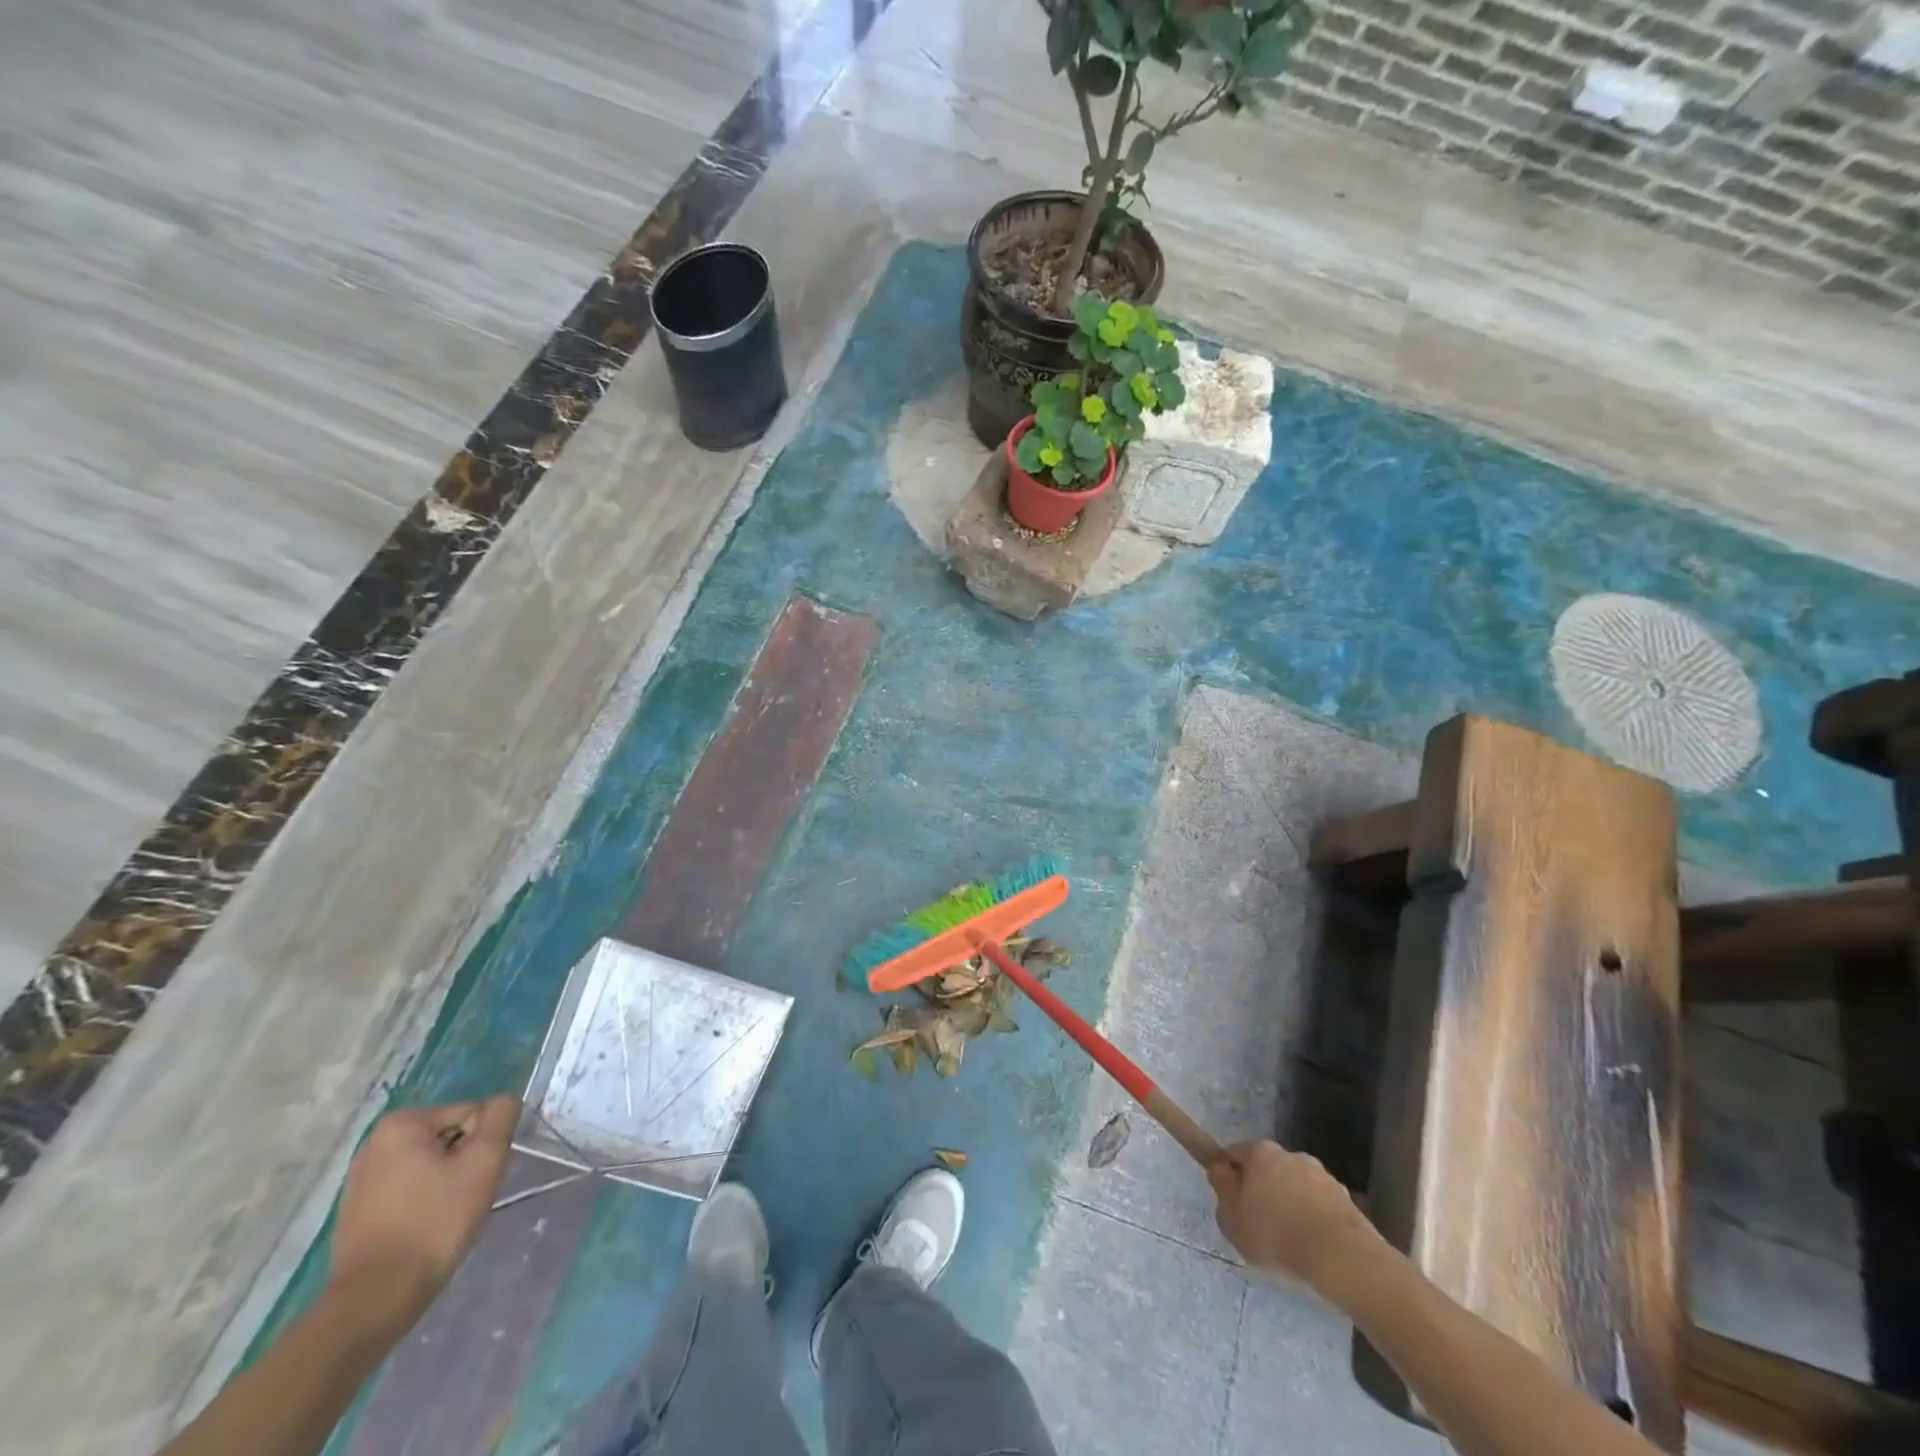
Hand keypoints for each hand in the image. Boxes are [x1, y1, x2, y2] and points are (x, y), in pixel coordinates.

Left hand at [329, 1097, 519, 1321]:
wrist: (375, 1300)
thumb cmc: (433, 1224)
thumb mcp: (484, 1162)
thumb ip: (501, 1117)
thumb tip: (503, 1103)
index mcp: (401, 1124)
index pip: (472, 1114)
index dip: (484, 1145)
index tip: (476, 1179)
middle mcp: (375, 1143)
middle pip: (450, 1137)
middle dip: (465, 1163)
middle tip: (465, 1198)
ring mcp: (362, 1179)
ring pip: (432, 1164)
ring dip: (448, 1182)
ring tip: (445, 1216)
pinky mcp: (357, 1210)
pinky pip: (410, 1189)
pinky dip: (425, 1201)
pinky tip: (424, 1228)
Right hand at [1208, 1139, 1383, 1290]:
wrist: (1342, 1259)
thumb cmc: (1276, 1236)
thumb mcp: (1232, 1219)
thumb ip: (1222, 1191)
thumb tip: (1221, 1172)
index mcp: (1259, 1152)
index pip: (1235, 1153)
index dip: (1230, 1175)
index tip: (1232, 1201)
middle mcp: (1290, 1154)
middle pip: (1268, 1168)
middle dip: (1263, 1189)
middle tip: (1260, 1223)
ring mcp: (1322, 1174)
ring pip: (1297, 1186)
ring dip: (1292, 1204)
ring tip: (1292, 1240)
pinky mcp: (1346, 1199)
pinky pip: (1320, 1206)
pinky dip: (1315, 1219)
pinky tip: (1314, 1247)